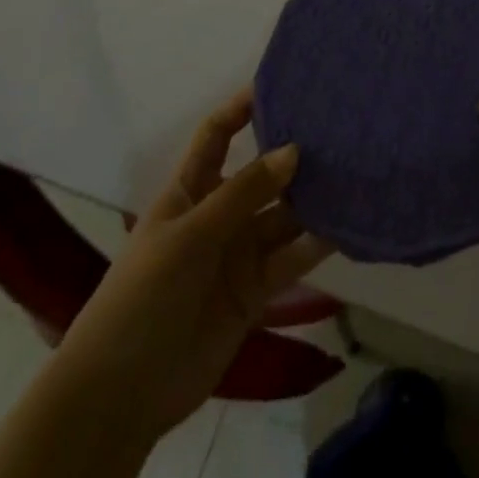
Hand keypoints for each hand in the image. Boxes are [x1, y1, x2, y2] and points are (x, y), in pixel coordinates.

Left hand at [59, 87, 332, 443]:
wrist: (122, 394)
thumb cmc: (143, 296)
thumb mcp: (190, 234)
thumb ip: (244, 194)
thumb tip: (294, 151)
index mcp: (190, 190)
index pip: (217, 135)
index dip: (241, 108)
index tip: (281, 84)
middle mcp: (218, 214)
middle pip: (261, 174)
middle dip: (293, 154)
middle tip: (340, 129)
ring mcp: (238, 253)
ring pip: (283, 215)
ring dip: (313, 199)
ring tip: (356, 172)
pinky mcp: (256, 291)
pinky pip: (292, 258)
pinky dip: (318, 243)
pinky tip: (349, 224)